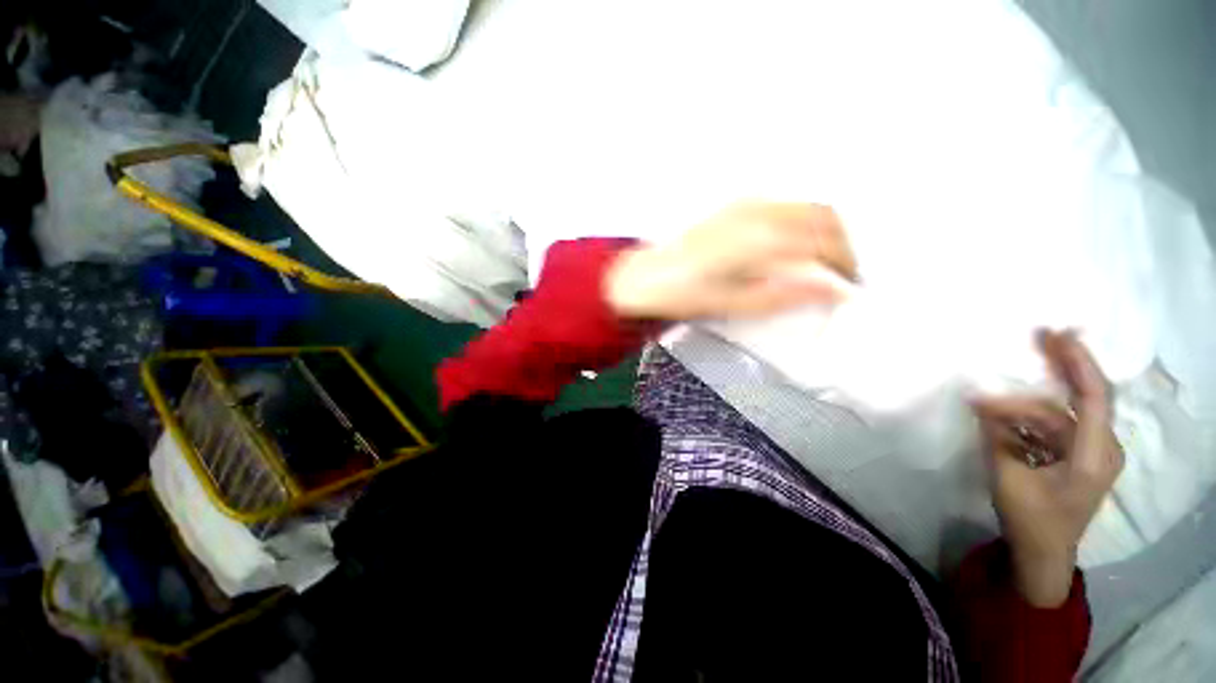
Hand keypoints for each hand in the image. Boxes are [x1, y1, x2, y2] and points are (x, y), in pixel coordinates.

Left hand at [605, 202, 857, 319]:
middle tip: (846, 271)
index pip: (825, 243)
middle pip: (824, 216)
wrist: (646, 277)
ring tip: (827, 258)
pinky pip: (785, 203)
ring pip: (807, 205)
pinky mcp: (736, 204)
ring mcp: (746, 203)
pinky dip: (804, 218)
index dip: (847, 263)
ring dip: (826, 228)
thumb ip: (786, 295)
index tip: (853, 284)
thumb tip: (833, 291)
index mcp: (762, 239)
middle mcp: (760, 212)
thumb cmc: (686, 294)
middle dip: (844, 243)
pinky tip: (800, 240)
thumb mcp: (735, 304)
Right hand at [972, 330, 1123, 606]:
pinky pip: (1052, 428)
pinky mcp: (1075, 458)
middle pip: (1080, 399)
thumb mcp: (1008, 478)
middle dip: (1060, 368)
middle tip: (1039, 337)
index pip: (1095, 397)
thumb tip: (979, 401)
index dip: (1079, 363)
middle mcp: (1102, 448)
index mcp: (1095, 455)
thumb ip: (997, 436)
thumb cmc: (1032, 520)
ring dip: (1022, 408)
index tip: (1059, 335)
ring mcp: (1090, 453)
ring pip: (1057, 415)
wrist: (1043, 555)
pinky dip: (1026, 421)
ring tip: (984, 406)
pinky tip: (1000, 420)